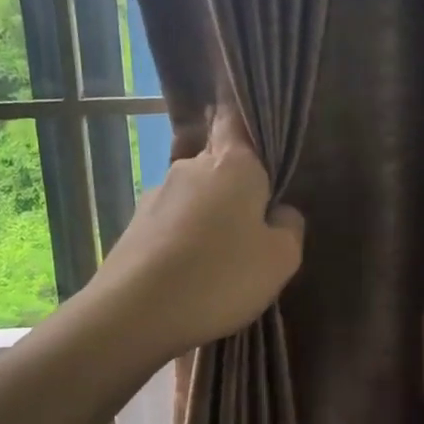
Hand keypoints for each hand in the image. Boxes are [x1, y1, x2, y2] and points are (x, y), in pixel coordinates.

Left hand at [91, 106, 304, 357]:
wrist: (135, 313)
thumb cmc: (220, 277)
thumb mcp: (280, 259)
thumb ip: (289, 227)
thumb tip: (278, 212)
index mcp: (232, 164)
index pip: (236, 119)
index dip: (242, 115)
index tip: (245, 110)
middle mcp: (190, 168)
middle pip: (219, 165)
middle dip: (236, 188)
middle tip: (253, 228)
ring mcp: (156, 196)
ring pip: (195, 199)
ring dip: (209, 220)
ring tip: (220, 264)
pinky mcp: (134, 227)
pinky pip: (172, 226)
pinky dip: (184, 243)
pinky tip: (190, 277)